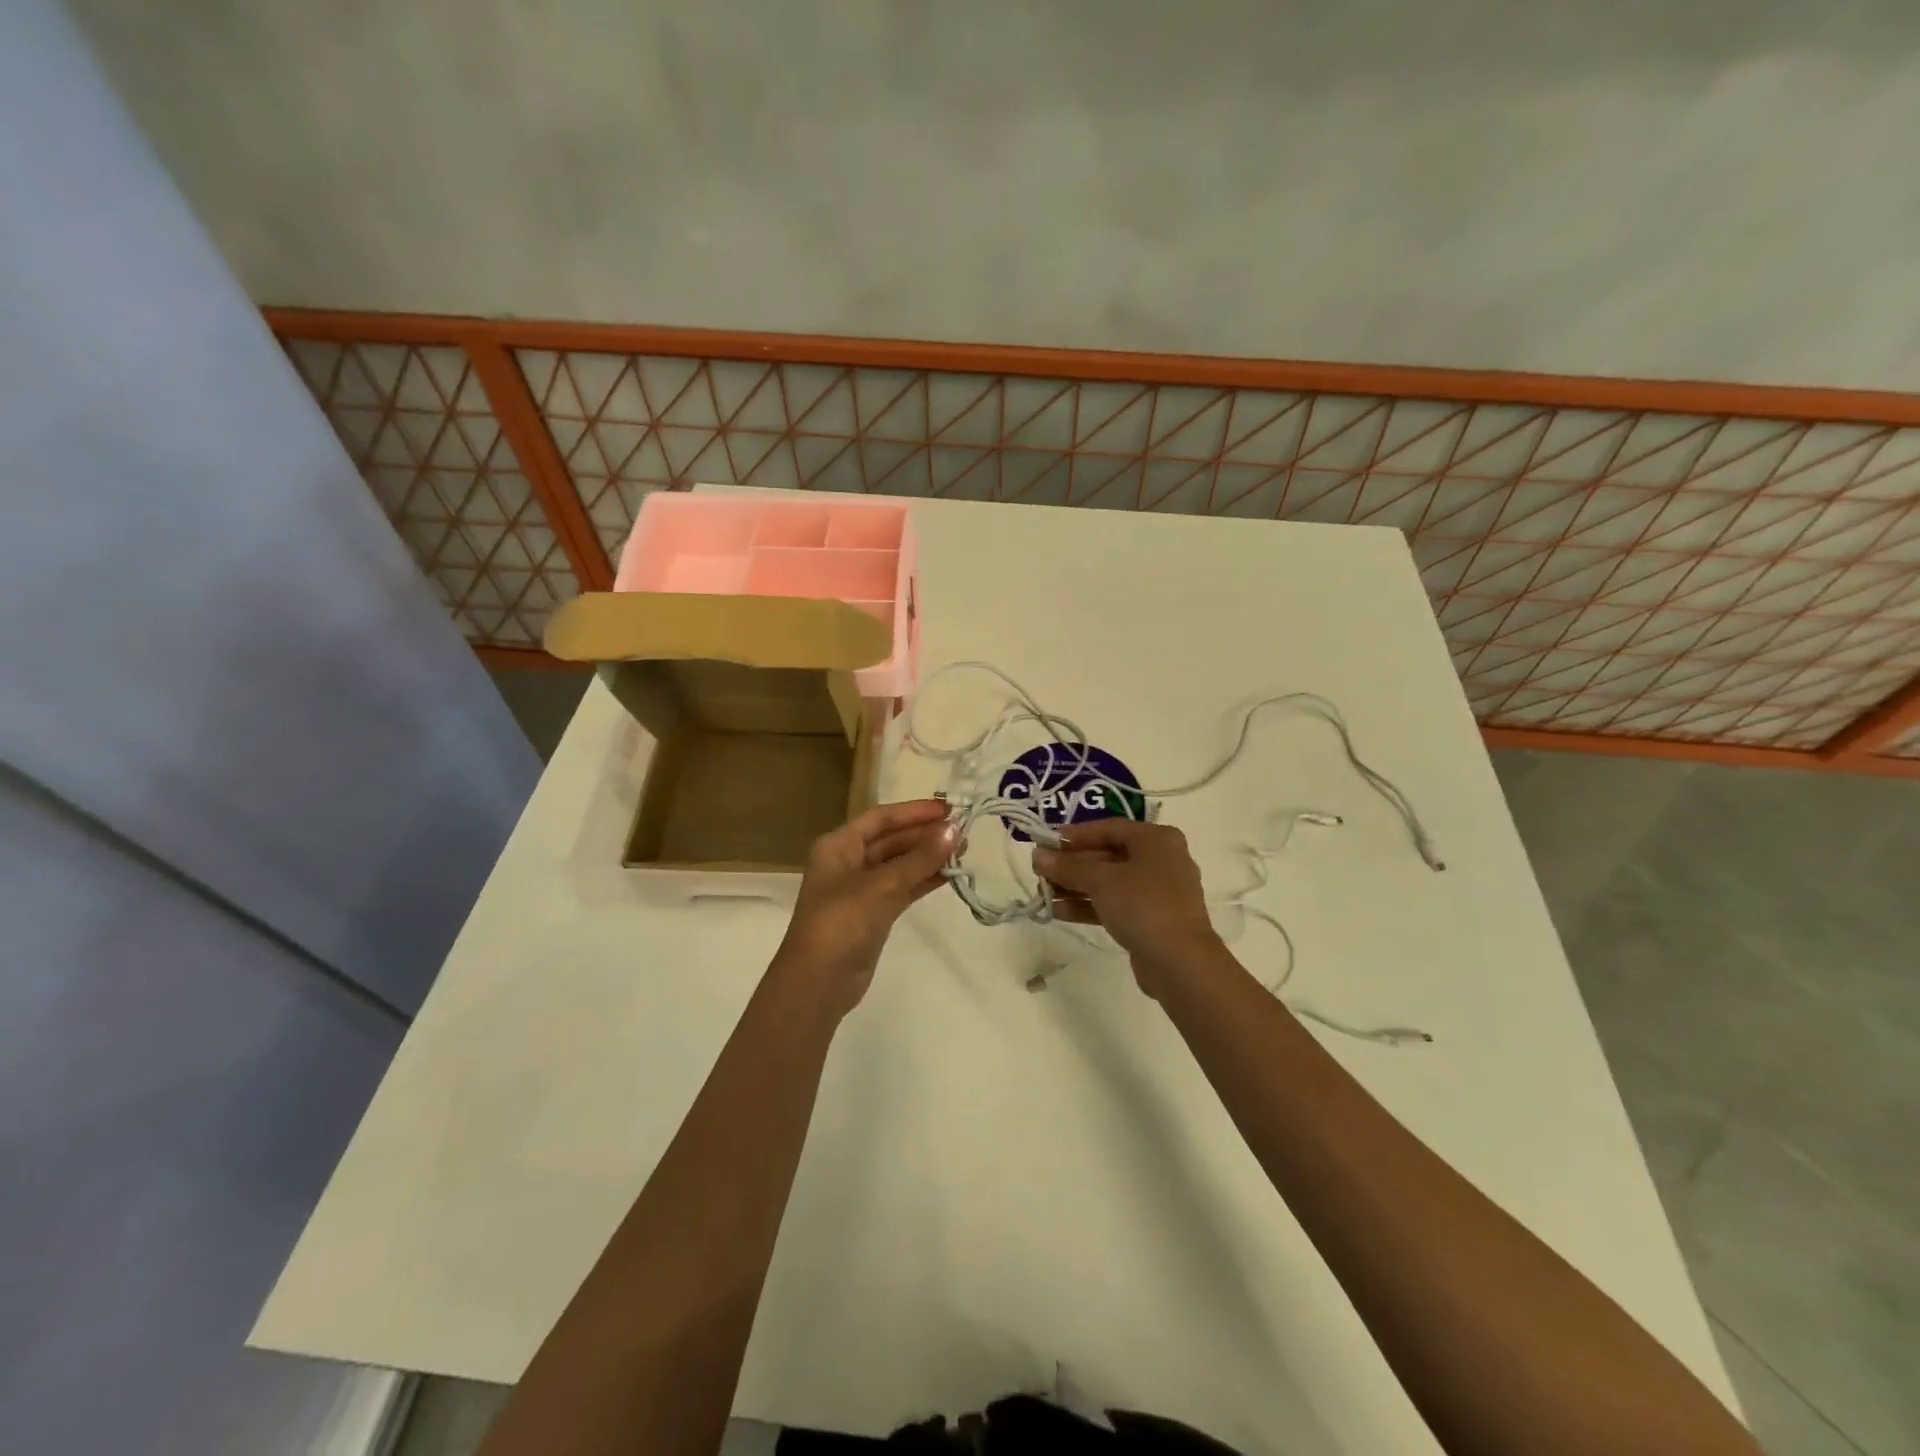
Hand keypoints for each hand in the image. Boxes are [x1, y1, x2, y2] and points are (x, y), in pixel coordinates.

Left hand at [775, 799, 955, 1015]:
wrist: (818, 983)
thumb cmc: (841, 923)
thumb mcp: (881, 885)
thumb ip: (919, 858)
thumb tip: (954, 830)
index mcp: (839, 845)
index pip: (881, 818)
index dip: (914, 811)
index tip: (949, 809)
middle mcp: (848, 861)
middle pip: (891, 840)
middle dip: (925, 834)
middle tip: (964, 832)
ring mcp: (861, 889)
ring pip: (899, 864)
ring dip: (928, 857)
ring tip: (964, 851)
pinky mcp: (873, 913)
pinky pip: (902, 887)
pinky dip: (923, 880)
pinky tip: (949, 875)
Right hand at [1033, 818, 1223, 998]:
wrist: (1180, 962)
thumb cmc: (1143, 905)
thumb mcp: (1101, 880)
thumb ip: (1068, 867)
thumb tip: (1037, 856)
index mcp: (1156, 839)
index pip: (1109, 828)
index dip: (1075, 835)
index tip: (1045, 843)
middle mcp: (1160, 860)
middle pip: (1107, 855)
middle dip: (1072, 864)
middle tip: (1040, 871)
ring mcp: (1156, 892)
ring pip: (1109, 882)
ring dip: (1076, 887)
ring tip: (1043, 893)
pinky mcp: (1150, 919)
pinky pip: (1115, 904)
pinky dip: (1089, 905)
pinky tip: (1058, 912)